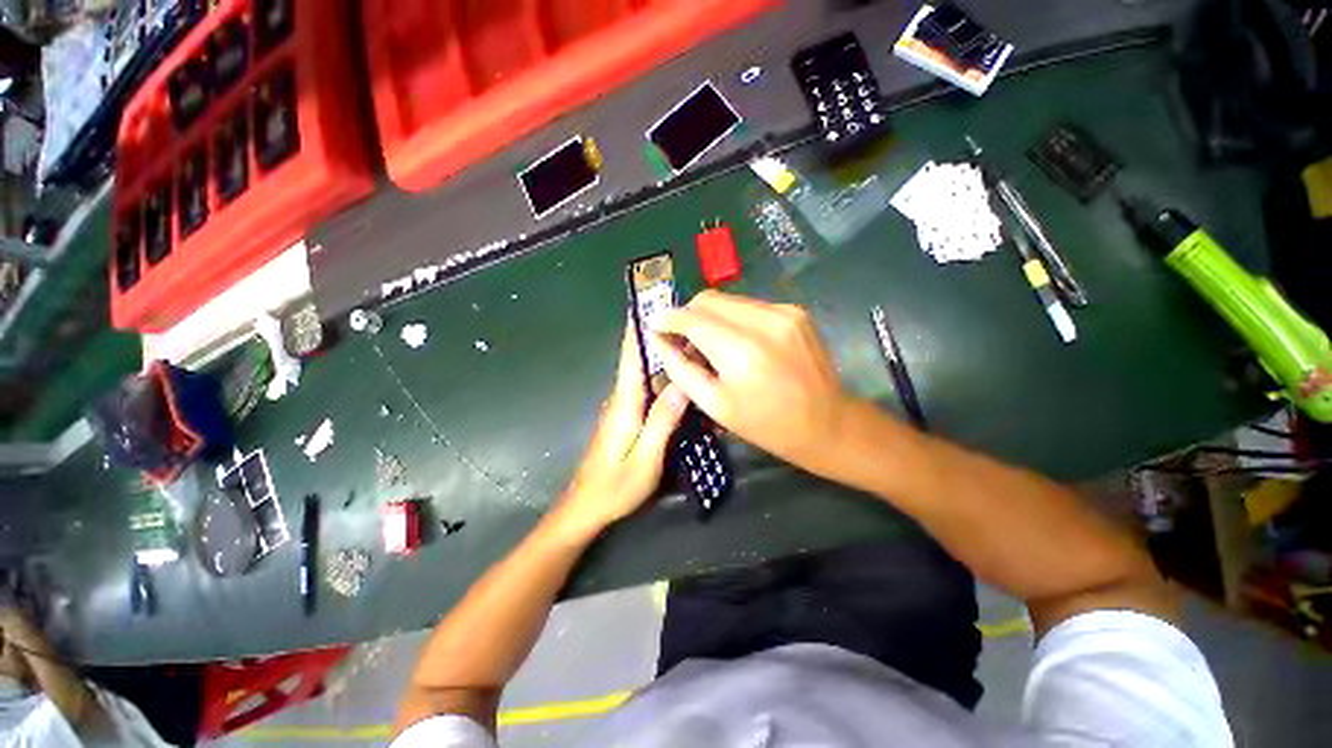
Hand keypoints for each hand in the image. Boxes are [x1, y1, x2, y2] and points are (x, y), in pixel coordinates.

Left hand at [551, 322, 688, 538]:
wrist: (585, 508)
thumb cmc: (615, 487)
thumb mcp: (645, 459)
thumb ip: (662, 422)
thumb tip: (682, 384)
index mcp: (625, 402)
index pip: (631, 355)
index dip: (639, 327)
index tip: (650, 301)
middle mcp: (621, 397)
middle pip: (639, 358)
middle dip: (658, 335)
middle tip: (688, 319)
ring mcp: (622, 407)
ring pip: (644, 372)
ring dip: (662, 354)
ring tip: (689, 341)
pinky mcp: (626, 417)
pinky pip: (646, 388)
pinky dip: (661, 375)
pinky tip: (680, 377)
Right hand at [655, 291, 850, 472]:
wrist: (827, 423)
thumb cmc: (766, 423)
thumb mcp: (715, 405)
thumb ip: (681, 369)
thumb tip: (658, 340)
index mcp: (740, 349)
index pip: (691, 317)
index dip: (667, 319)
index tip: (655, 327)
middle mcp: (763, 320)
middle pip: (708, 299)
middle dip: (688, 316)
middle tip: (684, 342)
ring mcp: (783, 311)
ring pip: (728, 300)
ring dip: (711, 317)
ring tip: (712, 345)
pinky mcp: (795, 311)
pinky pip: (749, 305)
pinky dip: (734, 319)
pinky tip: (739, 343)